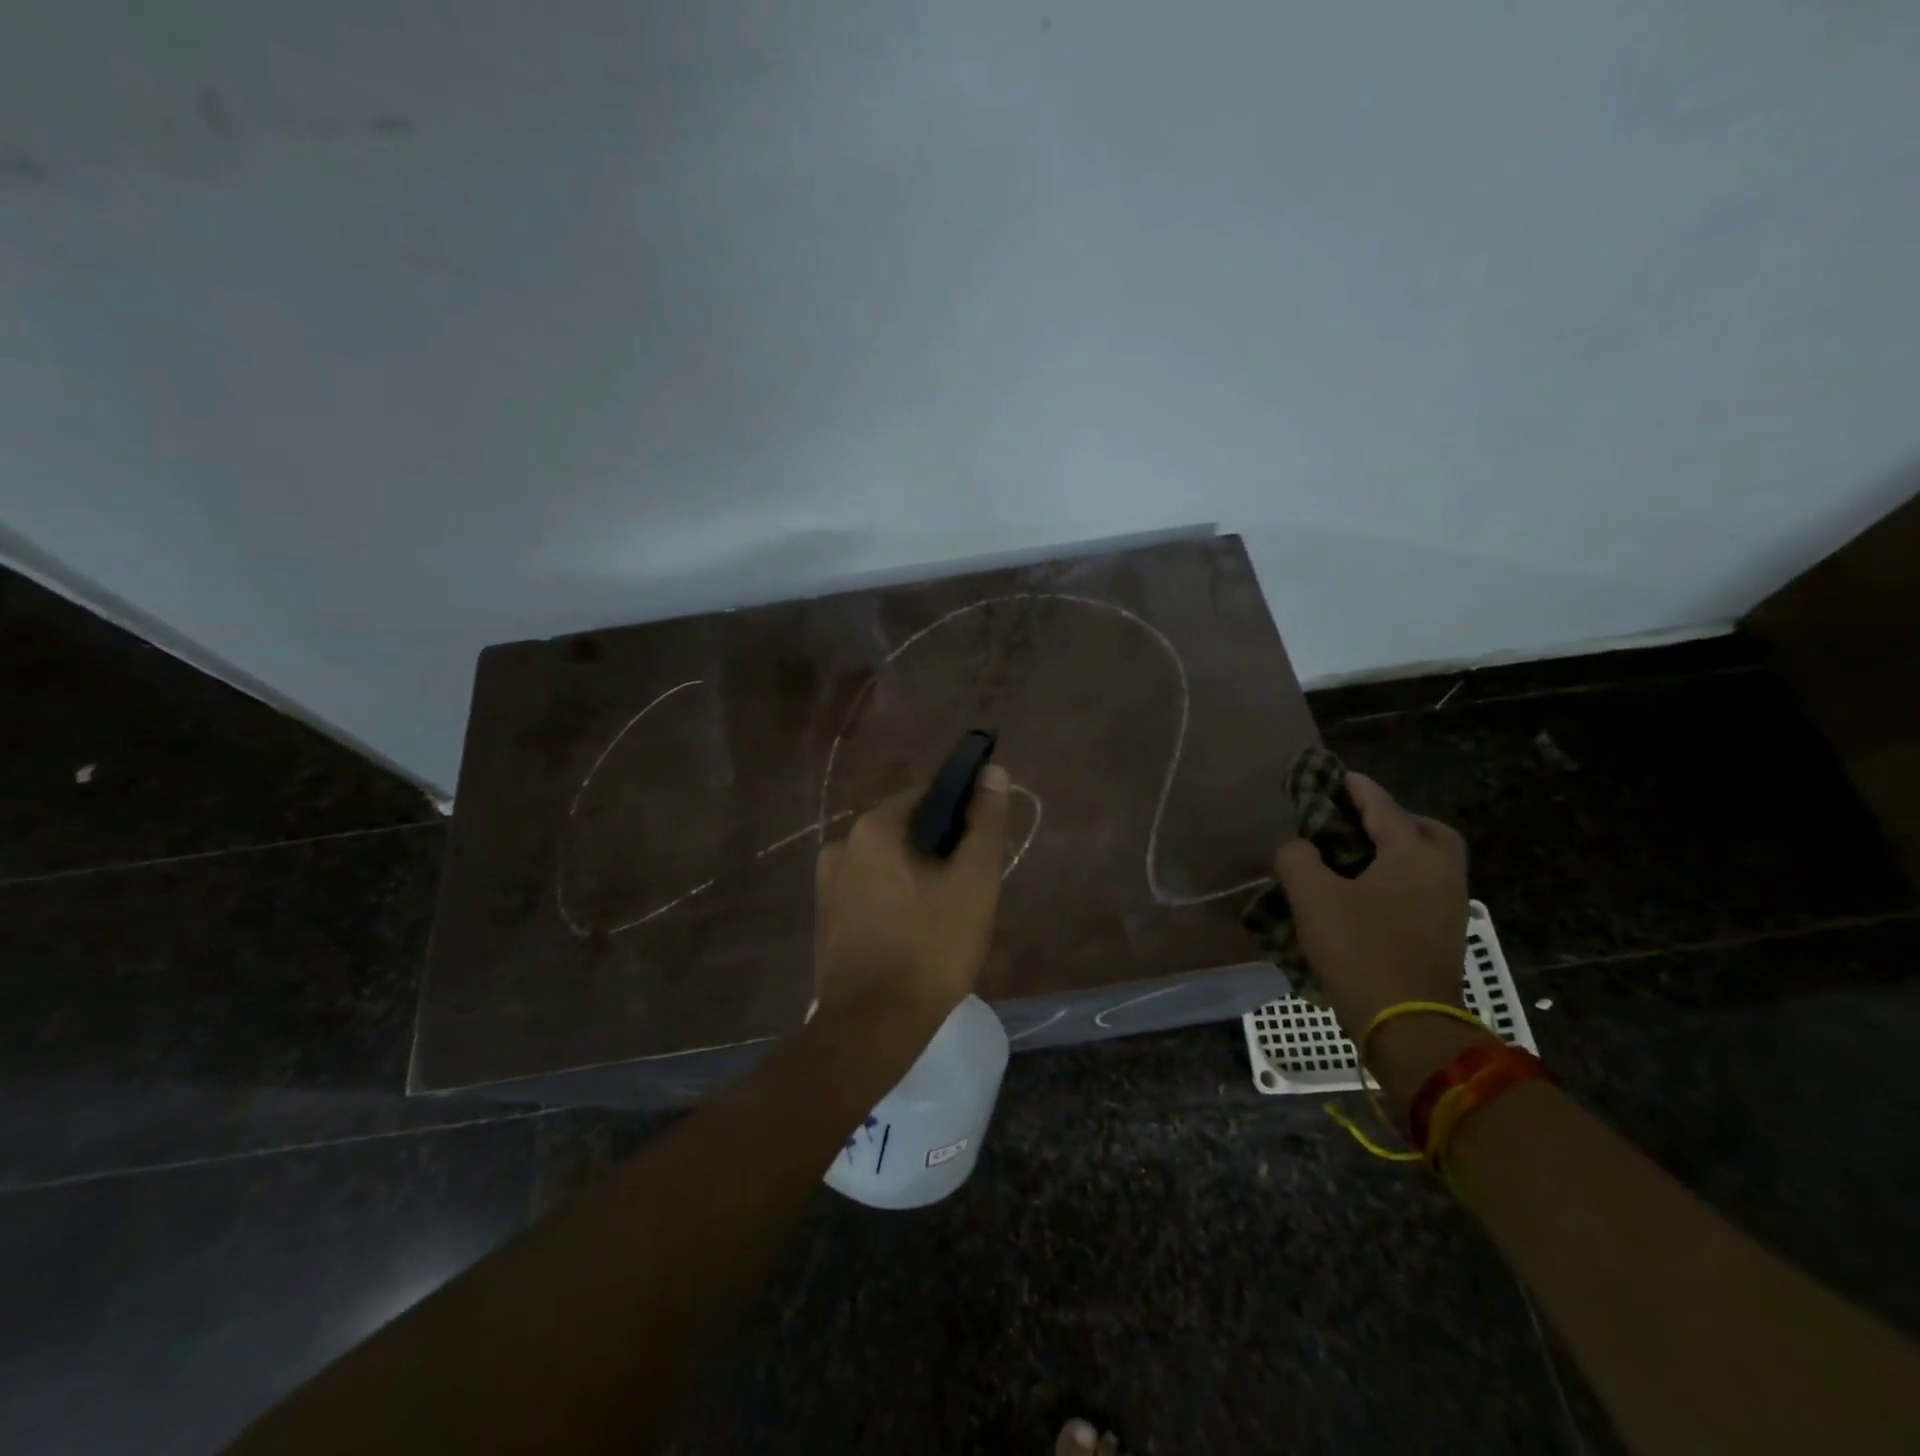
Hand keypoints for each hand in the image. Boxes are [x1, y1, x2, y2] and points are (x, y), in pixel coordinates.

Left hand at [813, 764, 1010, 1056]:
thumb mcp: (973, 881)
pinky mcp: (825, 917)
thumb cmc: (931, 949)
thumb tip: (993, 771)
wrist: (873, 1028)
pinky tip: (914, 932)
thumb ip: (984, 822)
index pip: (927, 796)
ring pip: (888, 863)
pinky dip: (894, 898)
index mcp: (873, 828)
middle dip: (940, 849)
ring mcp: (827, 883)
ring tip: (945, 916)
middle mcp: (841, 844)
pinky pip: (870, 890)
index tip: (981, 848)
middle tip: (969, 889)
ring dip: (917, 876)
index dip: (961, 814)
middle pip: (905, 830)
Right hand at [1272, 772, 1470, 1054]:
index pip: (1382, 806)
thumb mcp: (1312, 897)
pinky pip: (1422, 888)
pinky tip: (1363, 894)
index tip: (1336, 775)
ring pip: (1427, 861)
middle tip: (1356, 823)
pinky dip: (1397, 878)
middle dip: (1393, 819)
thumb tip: (1300, 848)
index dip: (1355, 788)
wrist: (1407, 1025)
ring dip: (1395, 851)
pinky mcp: (1442, 934)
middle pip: (1425, 830)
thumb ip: (1297, 858)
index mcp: (1413, 853)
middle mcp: (1441, 872)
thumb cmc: (1361, 949)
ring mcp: (1448, 906)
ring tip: (1351, 858)